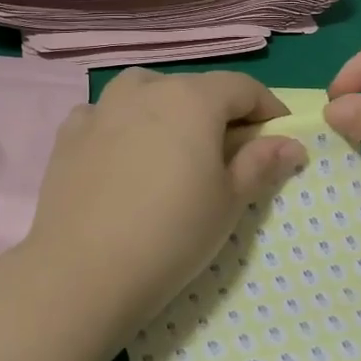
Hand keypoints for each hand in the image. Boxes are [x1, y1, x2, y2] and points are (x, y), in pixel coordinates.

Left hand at [22, 69, 306, 346]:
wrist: (82, 271)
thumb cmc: (172, 234)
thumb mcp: (229, 202)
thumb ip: (261, 163)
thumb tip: (291, 144)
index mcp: (191, 98)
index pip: (243, 88)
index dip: (268, 110)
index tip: (279, 139)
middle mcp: (144, 88)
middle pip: (194, 90)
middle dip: (218, 115)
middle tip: (228, 157)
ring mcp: (100, 108)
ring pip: (146, 95)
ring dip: (168, 114)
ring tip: (173, 153)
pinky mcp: (68, 134)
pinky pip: (107, 117)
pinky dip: (124, 128)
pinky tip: (124, 159)